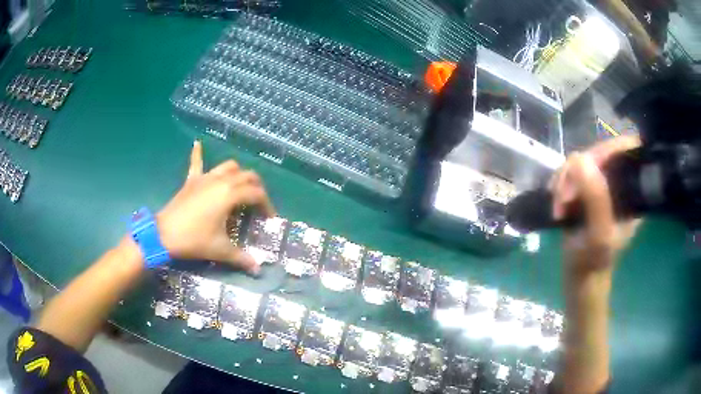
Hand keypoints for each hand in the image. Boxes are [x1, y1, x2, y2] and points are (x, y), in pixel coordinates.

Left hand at [156, 141, 274, 273]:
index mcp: (230, 194)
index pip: (257, 194)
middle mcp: (221, 181)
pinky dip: (198, 153)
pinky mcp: (191, 181)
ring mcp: (205, 178)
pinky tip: (197, 143)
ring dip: (238, 173)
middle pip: (247, 176)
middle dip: (257, 187)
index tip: (269, 219)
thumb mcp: (220, 250)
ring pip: (228, 166)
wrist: (164, 234)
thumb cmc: (194, 240)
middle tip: (258, 203)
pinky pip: (196, 163)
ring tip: (240, 186)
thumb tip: (258, 270)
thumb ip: (241, 258)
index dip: (267, 205)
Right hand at [552, 135, 641, 274]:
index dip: (606, 150)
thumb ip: (596, 200)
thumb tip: (580, 158)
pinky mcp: (588, 188)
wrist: (580, 276)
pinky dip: (560, 182)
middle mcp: (621, 182)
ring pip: (583, 161)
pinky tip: (556, 199)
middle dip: (578, 170)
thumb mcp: (598, 235)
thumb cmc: (593, 262)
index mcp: (633, 192)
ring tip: (558, 204)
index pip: (626, 151)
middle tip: (563, 197)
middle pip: (601, 152)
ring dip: (565, 179)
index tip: (585, 168)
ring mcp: (603, 184)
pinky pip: (573, 171)